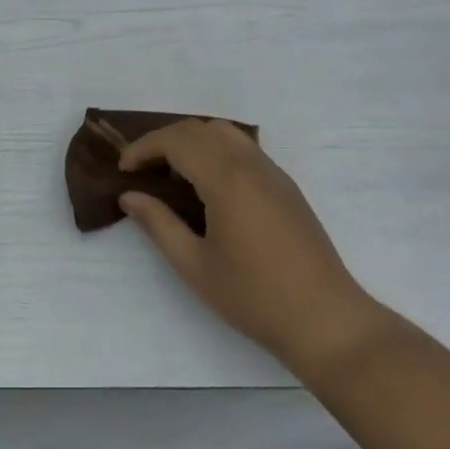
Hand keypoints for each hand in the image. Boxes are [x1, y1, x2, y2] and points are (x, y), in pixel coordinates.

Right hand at [119, 120, 391, 382]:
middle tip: (141, 169)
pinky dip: (216, 150)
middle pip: (199, 129)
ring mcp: (273, 173)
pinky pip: (245, 148)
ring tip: (172, 172)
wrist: (325, 319)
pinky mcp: (286, 186)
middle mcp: (250, 165)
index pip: (176, 141)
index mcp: (226, 180)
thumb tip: (129, 196)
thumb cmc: (254, 297)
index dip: (143, 148)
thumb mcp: (194, 265)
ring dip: (192, 141)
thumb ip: (158, 224)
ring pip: (225, 132)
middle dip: (164, 140)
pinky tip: (207, 185)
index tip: (124, 170)